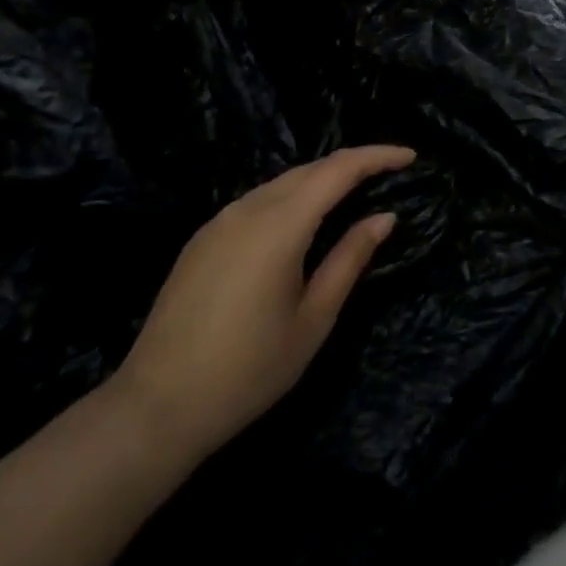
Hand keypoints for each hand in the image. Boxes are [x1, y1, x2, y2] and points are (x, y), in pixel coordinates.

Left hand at [109, 145, 413, 459]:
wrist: (155, 408)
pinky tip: (302, 223)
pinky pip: (258, 201)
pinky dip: (291, 198)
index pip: (339, 169)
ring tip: (352, 196)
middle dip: (352, 165)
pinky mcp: (203, 238)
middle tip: (388, 175)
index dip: (377, 156)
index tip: (410, 156)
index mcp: (280, 224)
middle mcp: (249, 208)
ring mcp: (220, 221)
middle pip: (310, 169)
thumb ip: (350, 259)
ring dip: (321, 181)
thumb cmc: (247, 370)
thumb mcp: (313, 319)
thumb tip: (383, 218)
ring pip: (282, 183)